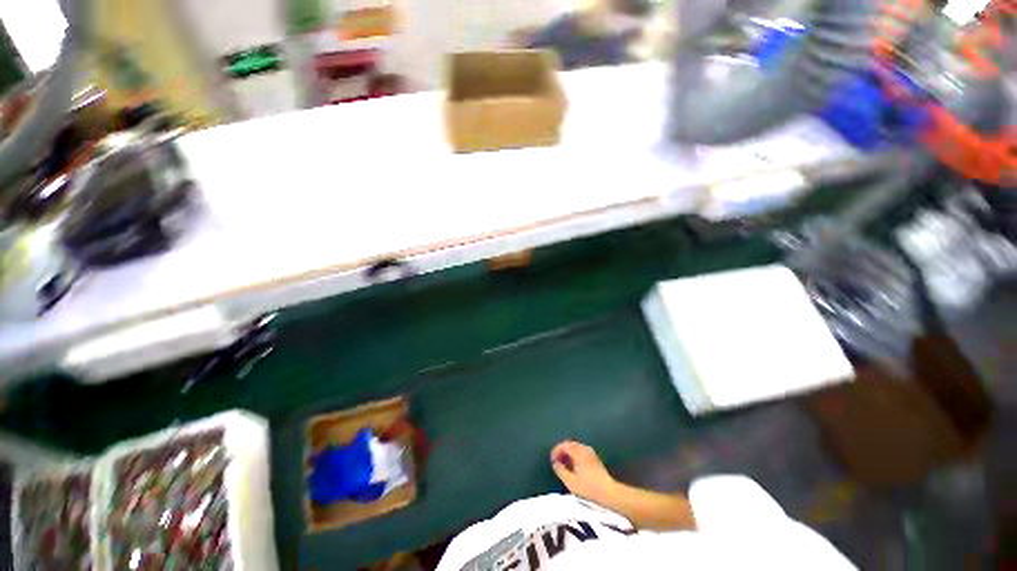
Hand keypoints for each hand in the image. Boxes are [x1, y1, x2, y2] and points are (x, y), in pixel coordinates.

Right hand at [550, 441, 617, 503]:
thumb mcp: (571, 482)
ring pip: (576, 448)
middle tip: (556, 462)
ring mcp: (591, 453)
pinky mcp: (595, 459)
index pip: (564, 445)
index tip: (552, 461)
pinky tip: (573, 467)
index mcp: (578, 451)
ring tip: (564, 465)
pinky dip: (575, 456)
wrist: (609, 493)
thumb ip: (561, 470)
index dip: (556, 451)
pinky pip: (581, 452)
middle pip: (570, 444)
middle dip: (561, 451)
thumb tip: (555, 463)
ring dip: (568, 454)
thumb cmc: (588, 488)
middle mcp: (585, 448)